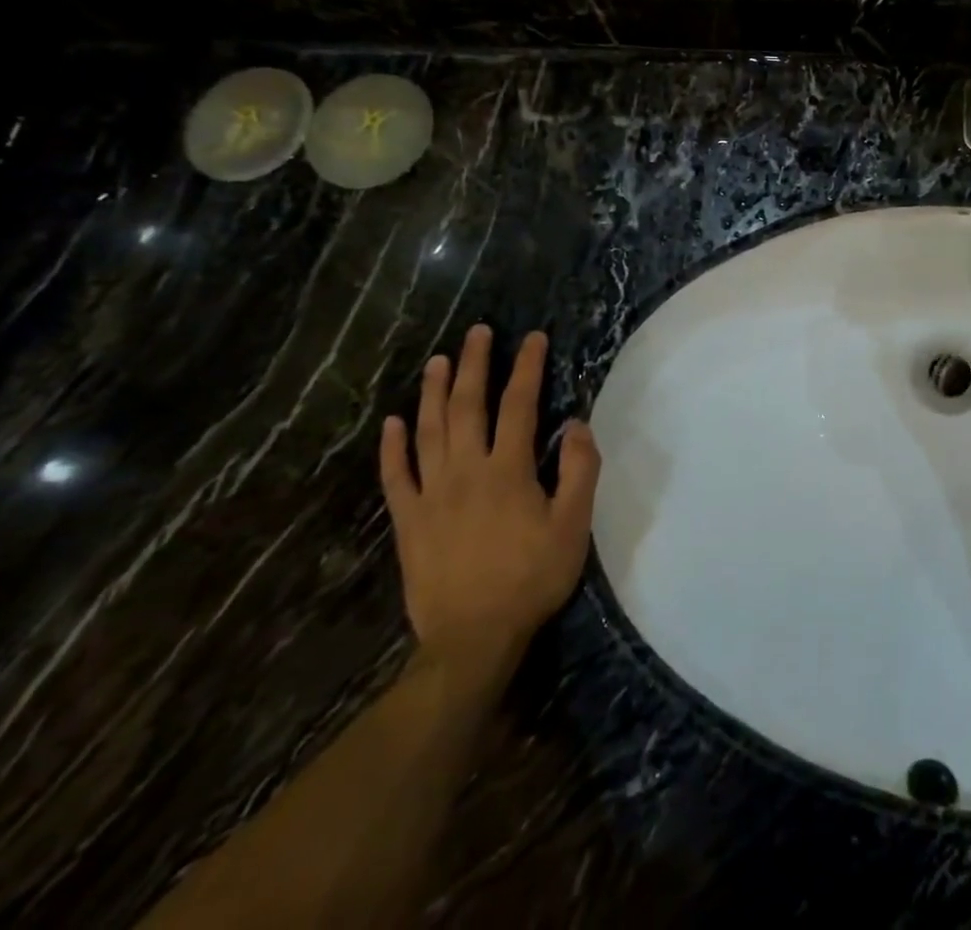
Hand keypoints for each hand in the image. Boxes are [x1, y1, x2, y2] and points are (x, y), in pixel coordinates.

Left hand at [380, 326, 600, 693]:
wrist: (473, 638)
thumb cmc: (531, 578)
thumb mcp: (573, 526)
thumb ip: (579, 471)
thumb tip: (577, 424)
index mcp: (508, 470)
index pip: (519, 405)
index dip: (526, 368)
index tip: (531, 338)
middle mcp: (466, 471)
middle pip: (468, 406)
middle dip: (475, 365)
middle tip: (477, 332)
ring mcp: (431, 495)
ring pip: (429, 431)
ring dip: (434, 393)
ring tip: (439, 361)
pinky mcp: (408, 521)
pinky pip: (395, 477)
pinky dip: (391, 448)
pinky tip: (391, 423)